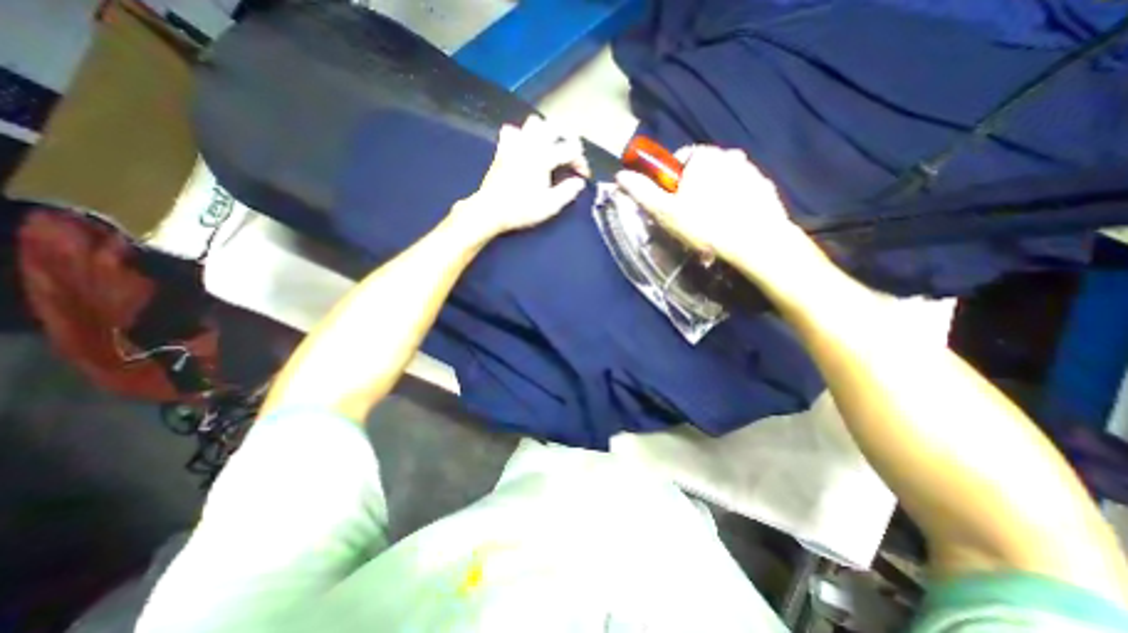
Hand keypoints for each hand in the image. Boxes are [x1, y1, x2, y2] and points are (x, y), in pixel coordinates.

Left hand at [453, 116, 589, 238]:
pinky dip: (522, 135)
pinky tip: (526, 147)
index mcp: (544, 157)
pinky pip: (513, 131)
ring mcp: (514, 144)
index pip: (571, 149)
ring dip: (547, 132)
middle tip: (572, 154)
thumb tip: (579, 182)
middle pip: (555, 126)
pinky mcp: (502, 149)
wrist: (491, 210)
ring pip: (534, 123)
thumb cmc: (521, 209)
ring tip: (552, 147)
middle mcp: (530, 144)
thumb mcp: (550, 205)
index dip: (581, 161)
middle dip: (569, 138)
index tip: (582, 175)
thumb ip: (568, 192)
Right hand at [616, 144, 821, 278]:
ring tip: (710, 226)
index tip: (671, 203)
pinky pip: (741, 192)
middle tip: (689, 218)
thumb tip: (619, 175)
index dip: (670, 181)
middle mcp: (730, 155)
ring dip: (713, 198)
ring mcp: (751, 171)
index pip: (679, 159)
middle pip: (701, 171)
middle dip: (692, 190)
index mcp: (703, 156)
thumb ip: (641, 191)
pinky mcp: (765, 189)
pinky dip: (733, 204)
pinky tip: (729, 224)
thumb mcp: (664, 210)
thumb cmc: (703, 224)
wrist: (755, 242)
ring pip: (722, 182)